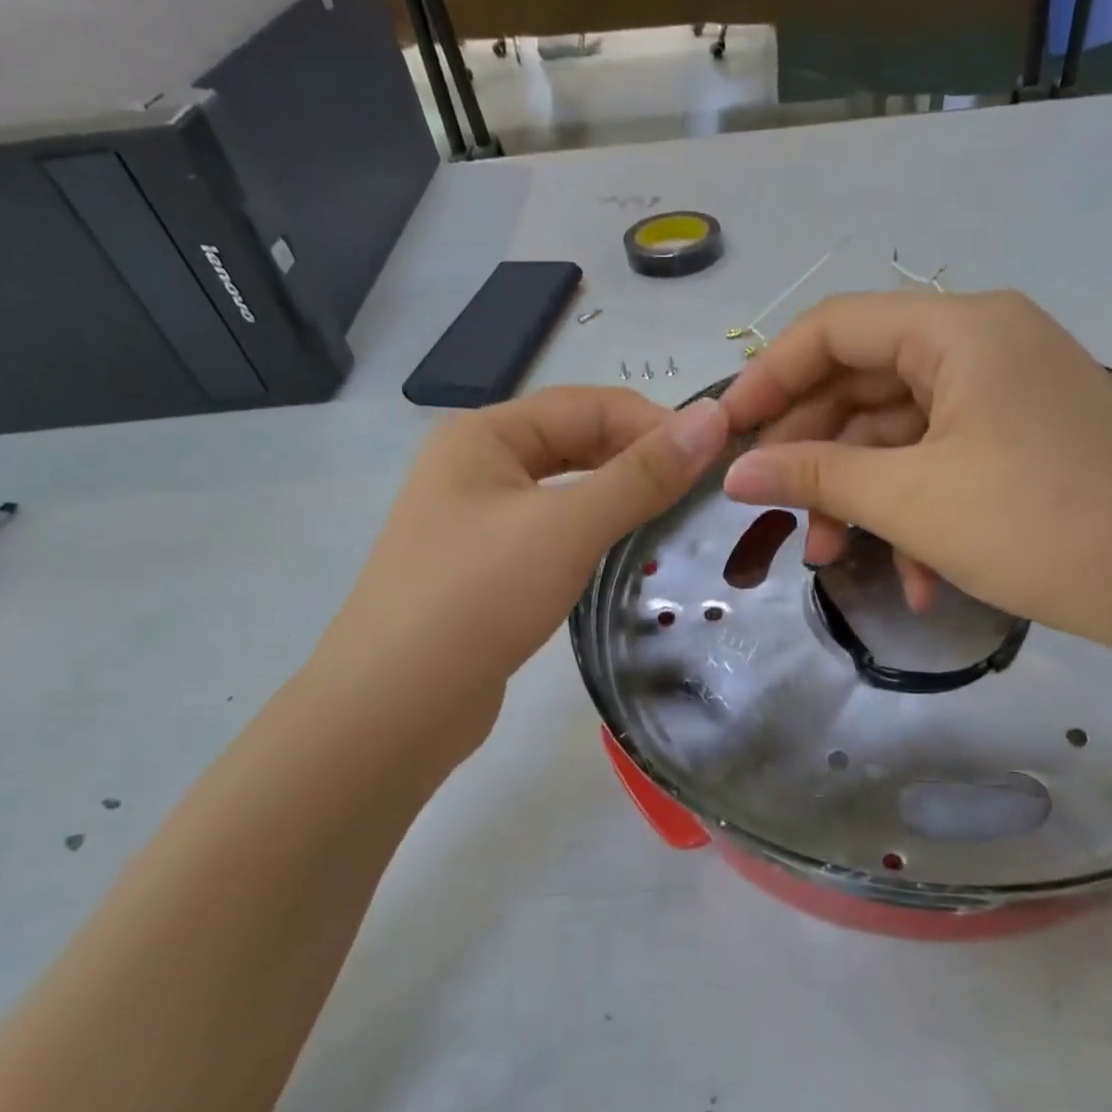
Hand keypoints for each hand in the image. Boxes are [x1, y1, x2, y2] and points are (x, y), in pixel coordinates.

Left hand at [315, 387, 728, 750]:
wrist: (395, 706)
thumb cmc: (477, 598)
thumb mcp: (567, 528)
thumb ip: (641, 475)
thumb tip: (713, 418)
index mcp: (484, 435)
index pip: (587, 405)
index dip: (654, 422)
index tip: (716, 457)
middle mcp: (476, 467)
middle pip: (574, 441)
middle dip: (637, 456)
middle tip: (701, 488)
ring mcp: (477, 521)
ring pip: (565, 489)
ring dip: (619, 494)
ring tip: (675, 515)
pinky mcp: (487, 569)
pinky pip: (553, 531)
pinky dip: (594, 532)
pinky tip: (626, 552)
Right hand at [718, 291, 1111, 651]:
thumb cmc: (1039, 526)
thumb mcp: (911, 500)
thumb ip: (814, 476)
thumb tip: (734, 472)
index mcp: (959, 330)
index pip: (835, 328)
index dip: (769, 377)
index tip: (726, 432)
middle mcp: (983, 343)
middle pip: (863, 384)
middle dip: (814, 455)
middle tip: (774, 511)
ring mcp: (1006, 393)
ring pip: (899, 433)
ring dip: (861, 497)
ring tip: (830, 559)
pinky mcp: (1023, 440)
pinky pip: (943, 461)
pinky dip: (915, 512)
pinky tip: (915, 579)